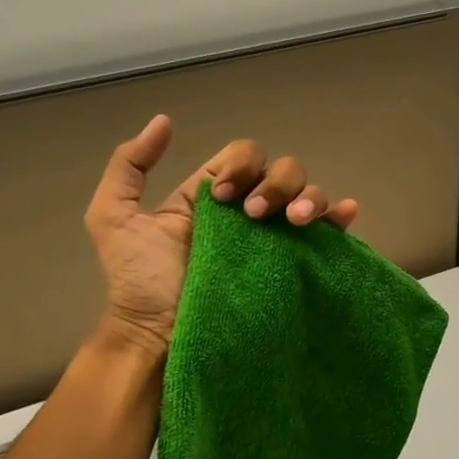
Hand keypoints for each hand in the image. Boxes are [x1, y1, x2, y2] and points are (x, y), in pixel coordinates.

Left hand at [84, 115, 359, 357]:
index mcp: (214, 196)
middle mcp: (249, 212)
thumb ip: (128, 165)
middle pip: (282, 170)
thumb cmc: (139, 282)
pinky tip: (344, 214)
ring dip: (307, 198)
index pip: (243, 156)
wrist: (160, 338)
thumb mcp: (114, 216)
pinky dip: (340, 217)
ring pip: (308, 195)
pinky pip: (328, 235)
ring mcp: (274, 240)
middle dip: (275, 183)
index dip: (239, 167)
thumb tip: (165, 121)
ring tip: (295, 221)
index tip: (220, 198)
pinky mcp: (294, 267)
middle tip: (256, 216)